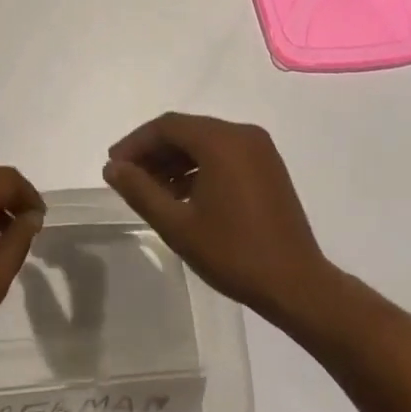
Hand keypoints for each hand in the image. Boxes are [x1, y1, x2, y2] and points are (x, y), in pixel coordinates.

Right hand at [103, 112, 331, 323]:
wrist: (297, 285)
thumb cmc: (234, 253)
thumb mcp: (178, 224)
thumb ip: (140, 190)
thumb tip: (113, 168)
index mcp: (221, 141)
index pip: (167, 126)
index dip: (136, 143)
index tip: (114, 166)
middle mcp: (242, 134)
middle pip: (186, 130)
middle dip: (154, 151)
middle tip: (128, 178)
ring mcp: (259, 149)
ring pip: (205, 142)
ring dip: (175, 160)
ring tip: (152, 190)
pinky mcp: (268, 167)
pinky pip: (224, 154)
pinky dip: (199, 167)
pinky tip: (183, 194)